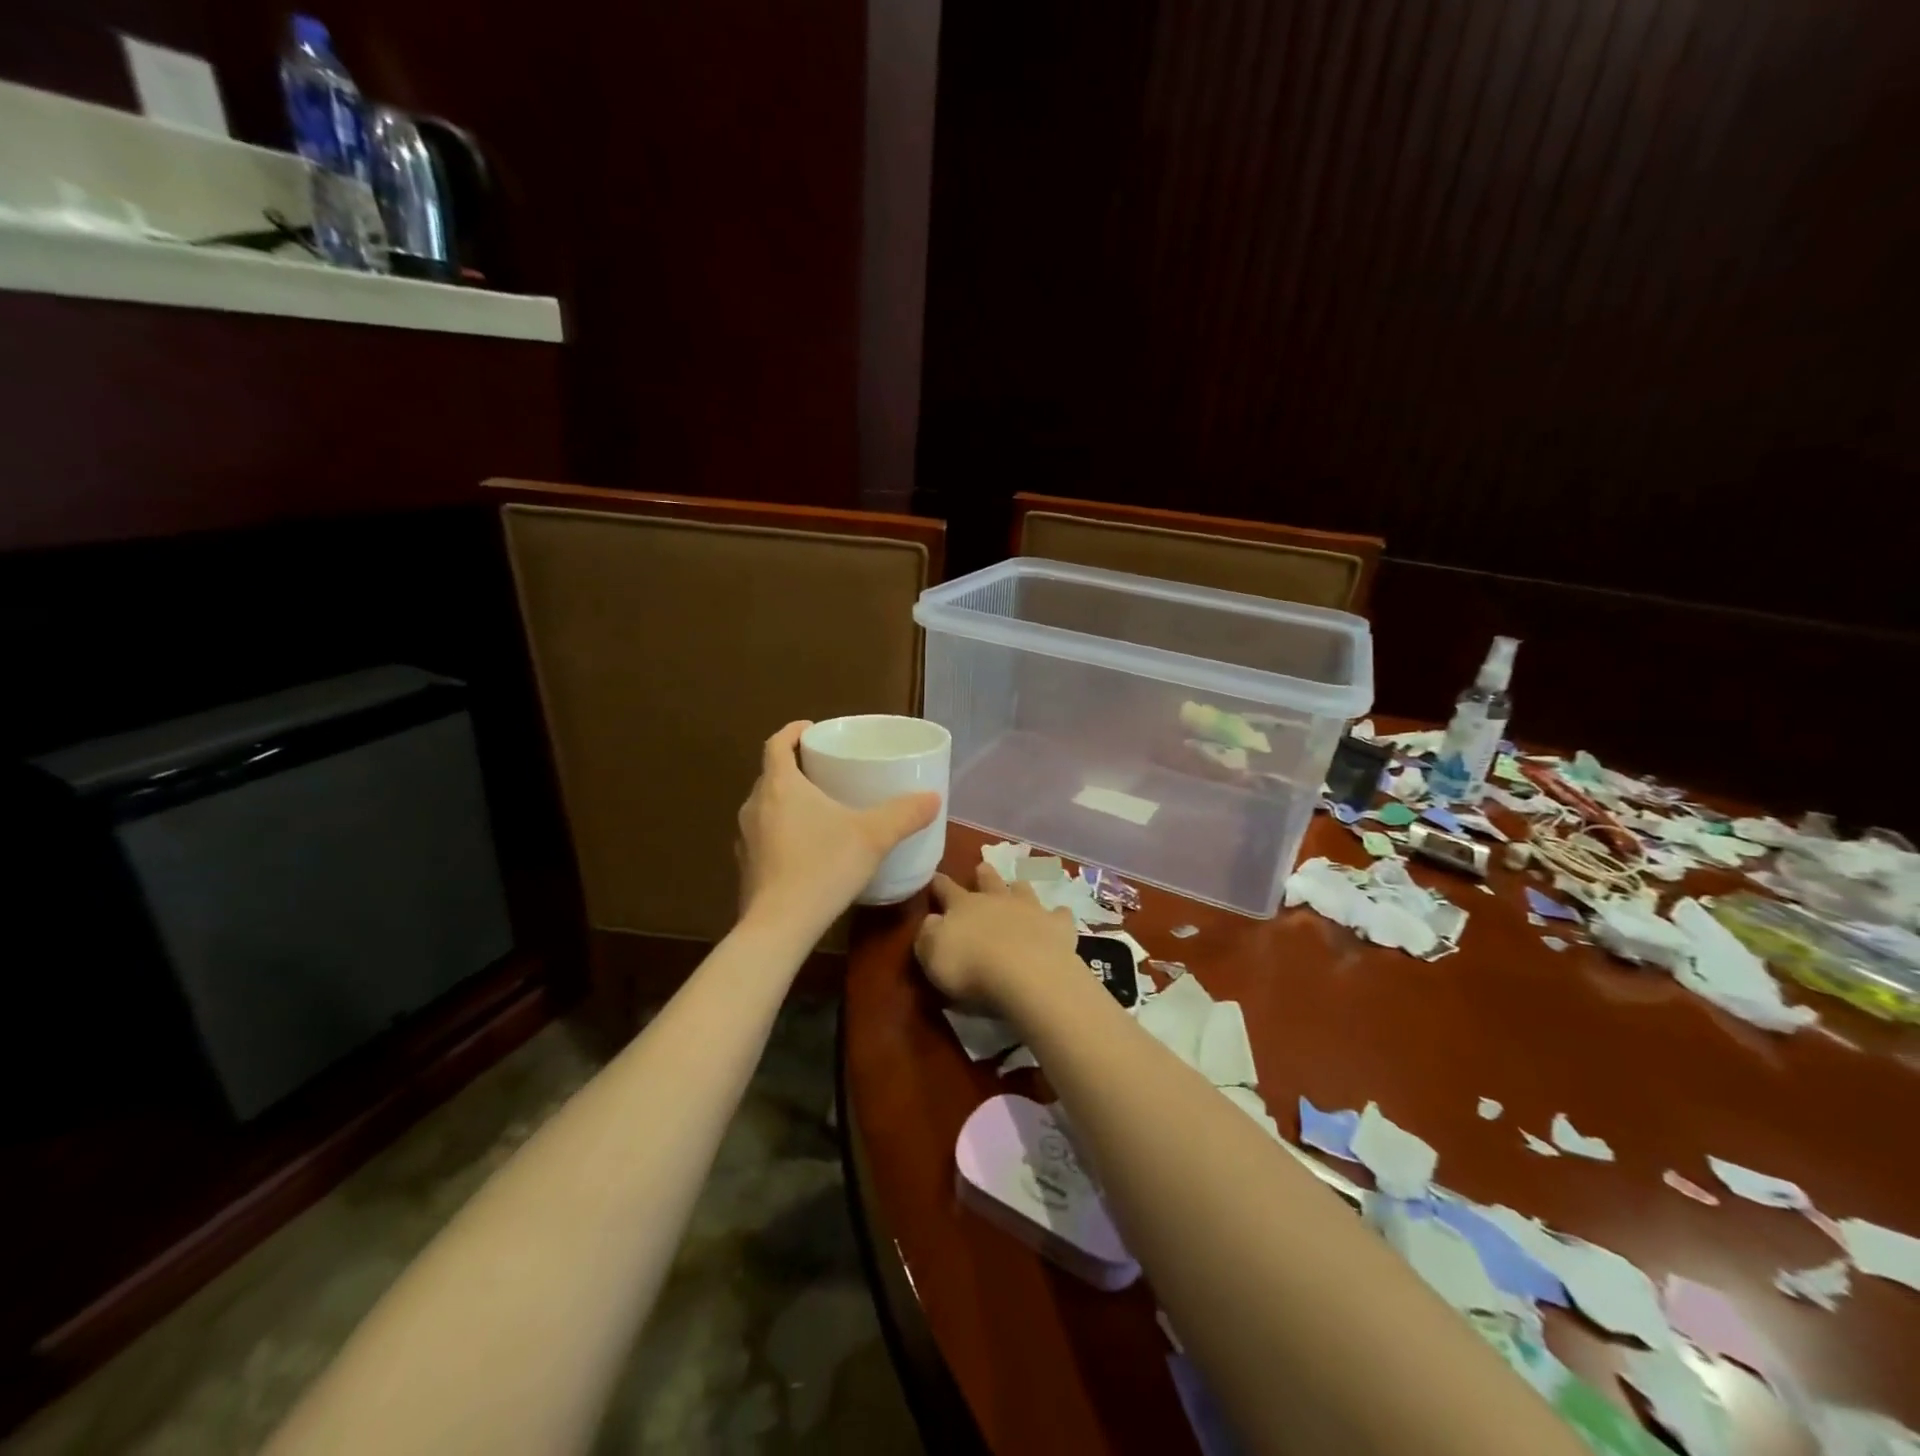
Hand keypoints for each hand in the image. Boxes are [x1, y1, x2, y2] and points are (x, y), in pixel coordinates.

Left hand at [736, 721, 940, 937]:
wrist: (780, 926)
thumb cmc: (823, 867)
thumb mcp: (873, 836)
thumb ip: (904, 814)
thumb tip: (934, 798)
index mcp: (780, 785)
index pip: (777, 743)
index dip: (792, 731)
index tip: (811, 729)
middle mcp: (755, 805)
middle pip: (771, 774)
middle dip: (795, 769)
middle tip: (825, 772)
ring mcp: (745, 838)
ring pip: (766, 807)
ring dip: (787, 802)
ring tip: (818, 810)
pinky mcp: (746, 867)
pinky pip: (764, 837)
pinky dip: (782, 833)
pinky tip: (806, 850)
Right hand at [914, 864, 1079, 1010]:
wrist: (1026, 974)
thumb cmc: (971, 968)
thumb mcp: (933, 955)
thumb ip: (929, 935)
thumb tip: (932, 920)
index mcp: (963, 906)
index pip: (946, 889)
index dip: (939, 883)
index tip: (935, 877)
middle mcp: (997, 900)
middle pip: (989, 882)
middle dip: (984, 874)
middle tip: (982, 866)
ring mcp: (1030, 910)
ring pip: (1023, 890)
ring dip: (1019, 887)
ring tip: (1019, 883)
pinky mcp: (1057, 926)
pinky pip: (1060, 915)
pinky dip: (1059, 914)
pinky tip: (1061, 914)